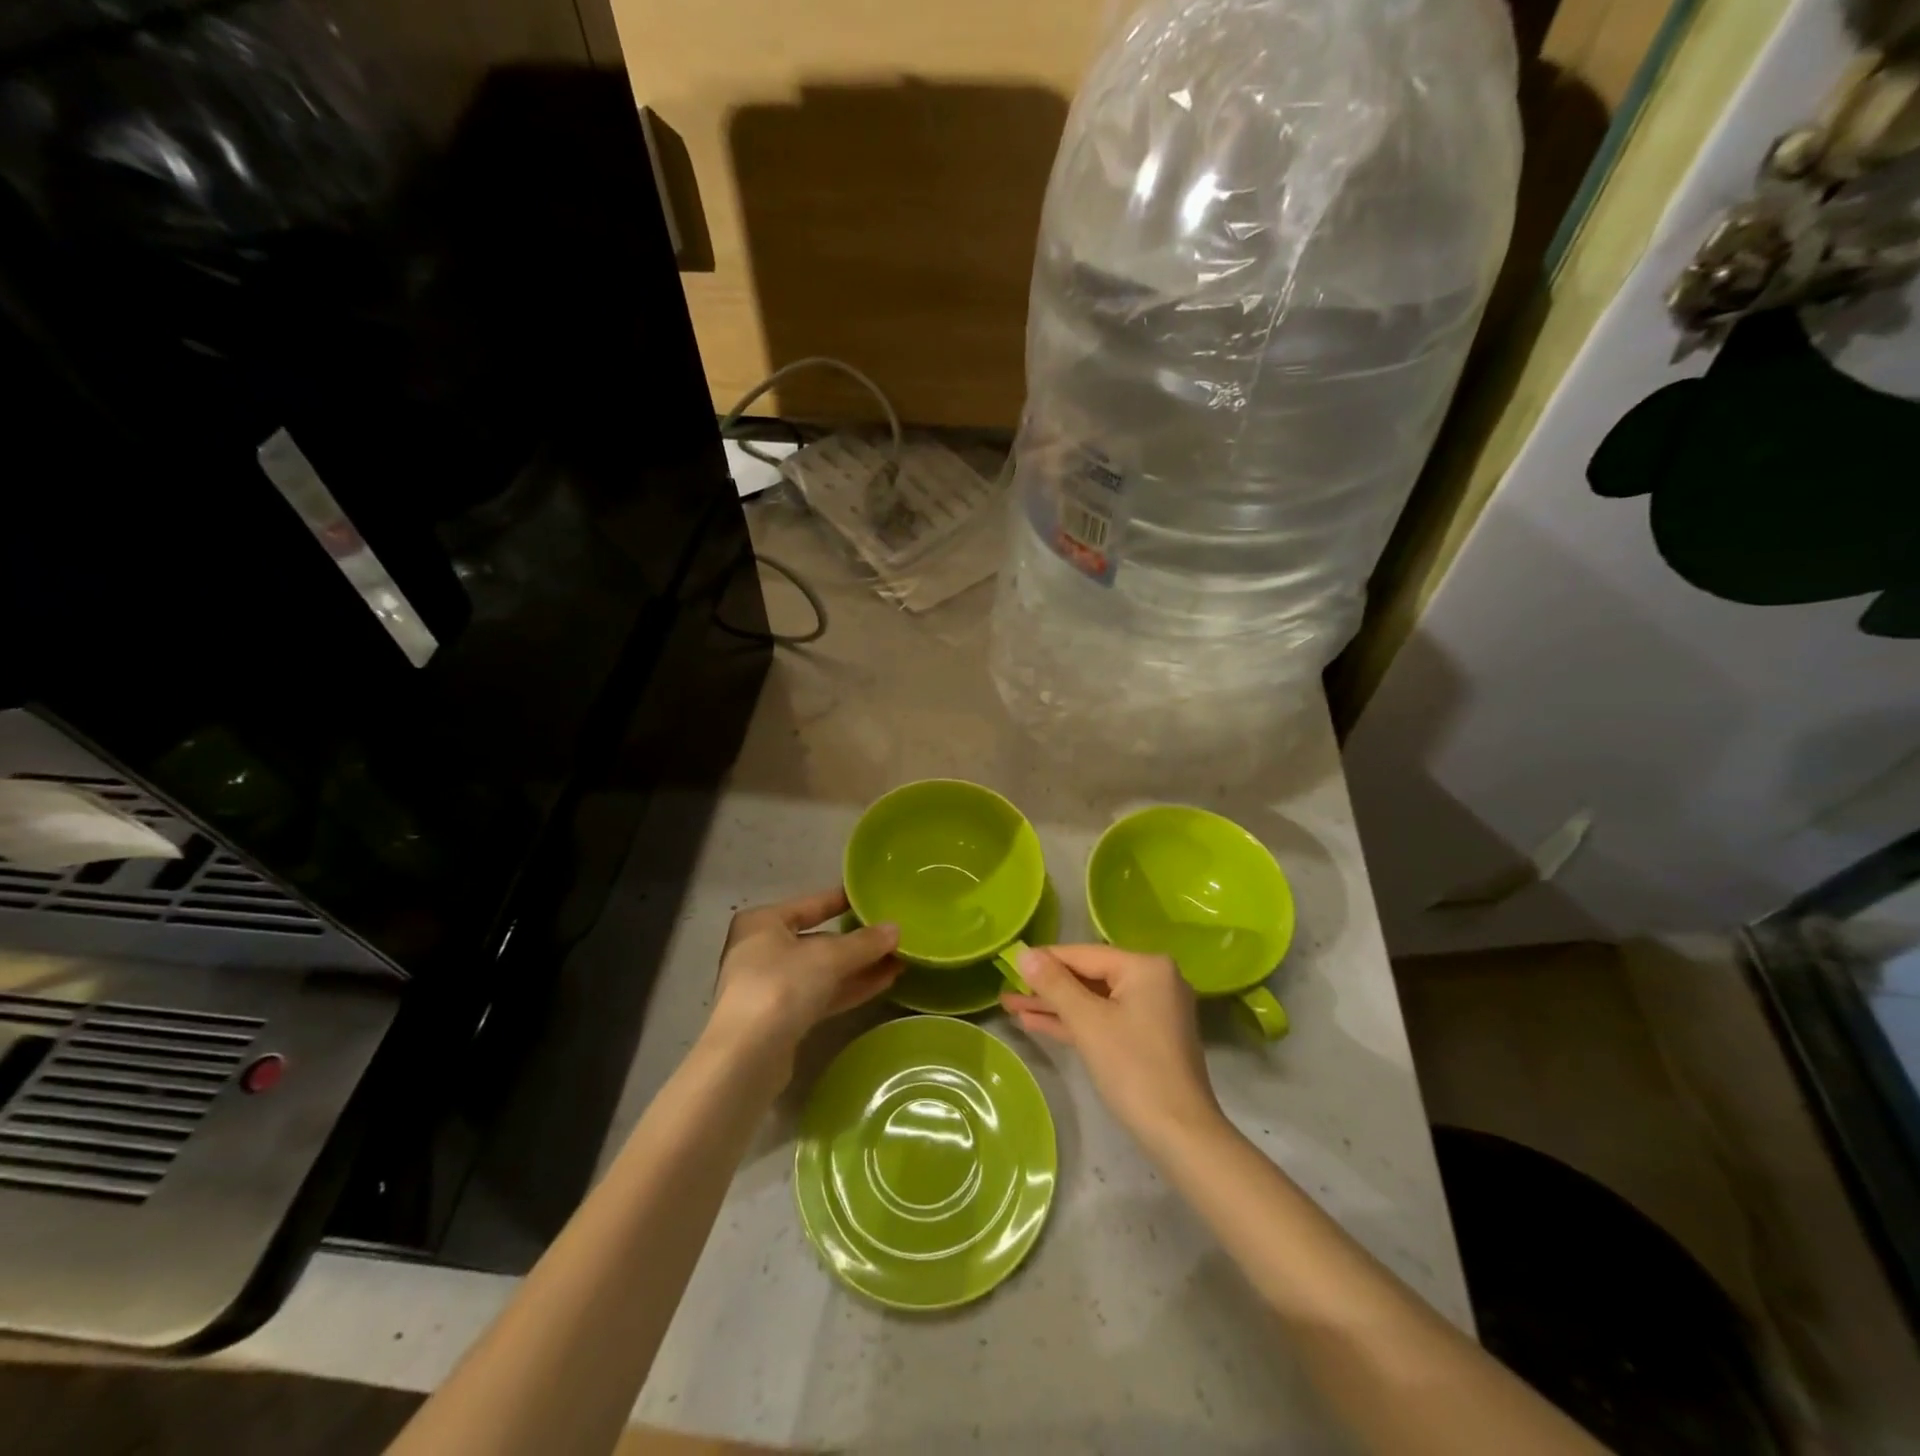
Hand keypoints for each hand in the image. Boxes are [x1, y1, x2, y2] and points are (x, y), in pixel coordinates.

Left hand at [706, 887, 900, 1067]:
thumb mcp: (829, 957)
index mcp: (763, 922)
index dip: (842, 900)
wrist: (747, 1056)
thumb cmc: (781, 986)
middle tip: (894, 937)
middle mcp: (761, 950)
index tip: (872, 898)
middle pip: (817, 940)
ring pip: (821, 971)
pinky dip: (849, 988)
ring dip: (858, 967)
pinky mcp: (780, 1019)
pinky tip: (884, 983)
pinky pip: (821, 995)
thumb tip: (896, 929)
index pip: (811, 904)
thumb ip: (864, 942)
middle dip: (856, 942)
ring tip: (898, 961)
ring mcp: (770, 987)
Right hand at [1002, 945, 1223, 1153]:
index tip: (1009, 962)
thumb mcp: (1087, 1022)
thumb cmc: (1133, 1069)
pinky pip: (1104, 1019)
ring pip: (1094, 1000)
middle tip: (1007, 989)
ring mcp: (1152, 1010)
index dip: (1044, 960)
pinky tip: (1037, 1023)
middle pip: (1089, 976)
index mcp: (1145, 966)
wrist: (1179, 1134)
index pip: (1084, 955)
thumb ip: (1054, 984)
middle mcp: (1153, 980)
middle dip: (1047, 987)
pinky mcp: (1147, 1037)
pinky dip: (1075, 1023)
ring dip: (1055, 1006)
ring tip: (1012, 1006)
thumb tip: (1024, 952)